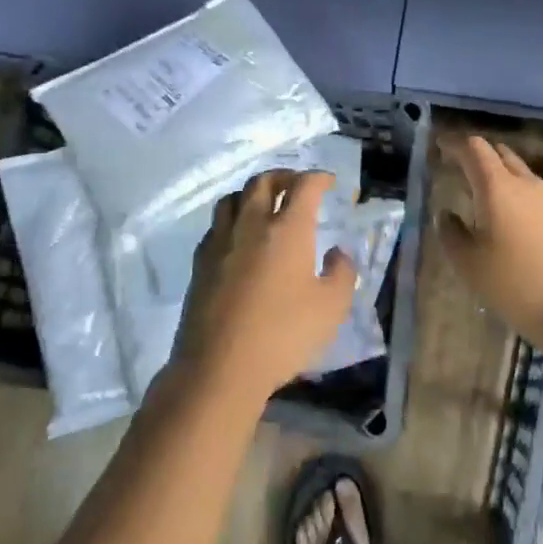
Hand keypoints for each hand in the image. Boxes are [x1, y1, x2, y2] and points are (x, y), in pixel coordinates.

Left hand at [170, 170, 357, 408]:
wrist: (219, 367)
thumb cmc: (283, 335)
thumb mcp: (331, 308)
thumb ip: (342, 273)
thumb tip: (338, 252)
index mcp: (287, 229)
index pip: (304, 185)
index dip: (319, 177)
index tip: (329, 182)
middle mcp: (252, 224)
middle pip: (263, 181)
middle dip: (283, 176)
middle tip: (296, 185)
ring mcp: (221, 241)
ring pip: (233, 198)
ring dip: (252, 193)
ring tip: (264, 206)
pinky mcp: (200, 262)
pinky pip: (216, 226)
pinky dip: (231, 221)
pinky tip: (238, 239)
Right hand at [437, 134, 542, 345]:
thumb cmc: (517, 284)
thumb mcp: (471, 264)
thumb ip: (451, 234)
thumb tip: (446, 214)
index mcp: (497, 186)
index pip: (474, 149)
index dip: (455, 144)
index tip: (439, 146)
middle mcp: (525, 184)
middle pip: (500, 154)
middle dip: (478, 155)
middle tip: (458, 167)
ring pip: (520, 173)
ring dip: (499, 174)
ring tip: (482, 193)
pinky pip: (533, 193)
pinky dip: (516, 193)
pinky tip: (510, 219)